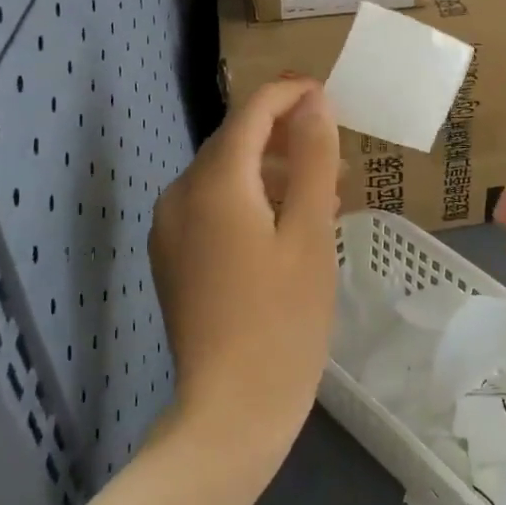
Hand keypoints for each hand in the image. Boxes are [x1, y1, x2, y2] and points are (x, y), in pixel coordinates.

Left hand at [150, 79, 341, 464]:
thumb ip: (311, 159)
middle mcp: (179, 195)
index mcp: (213, 183)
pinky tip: (285, 224)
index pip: (250, 113)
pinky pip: (213, 208)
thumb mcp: (310, 233)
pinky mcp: (173, 257)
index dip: (289, 94)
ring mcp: (170, 229)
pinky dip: (250, 201)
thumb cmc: (283, 321)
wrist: (230, 411)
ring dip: (270, 171)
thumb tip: (313, 101)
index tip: (328, 93)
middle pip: (234, 142)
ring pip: (224, 176)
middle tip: (335, 148)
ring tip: (322, 189)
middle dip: (284, 135)